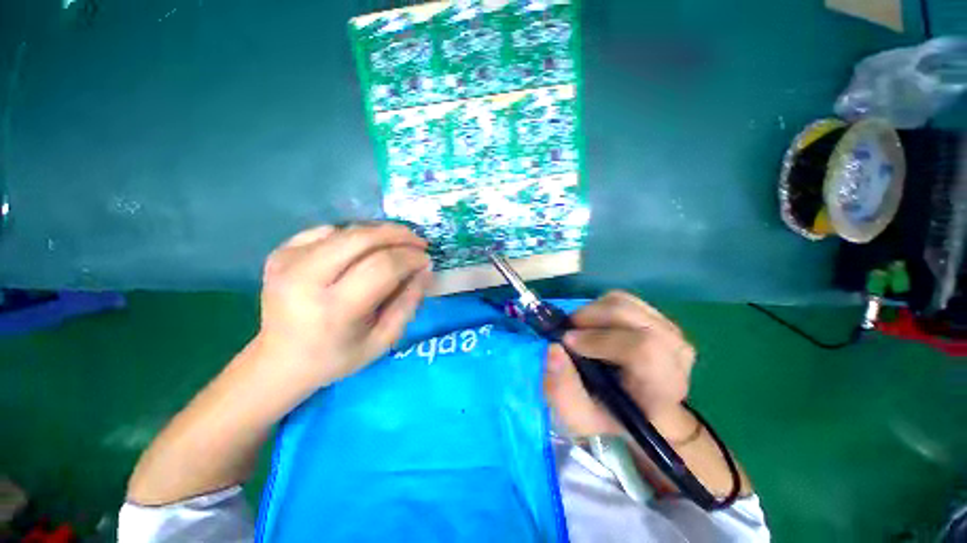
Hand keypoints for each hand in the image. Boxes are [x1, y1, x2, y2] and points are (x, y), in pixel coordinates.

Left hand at [254, 223, 432, 389]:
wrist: (279, 360)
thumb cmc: (337, 356)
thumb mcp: (383, 340)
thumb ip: (408, 303)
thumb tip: (424, 270)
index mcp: (334, 310)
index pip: (382, 267)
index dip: (410, 258)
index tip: (426, 259)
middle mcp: (305, 279)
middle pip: (362, 239)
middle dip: (398, 235)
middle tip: (418, 241)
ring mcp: (288, 261)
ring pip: (347, 230)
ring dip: (381, 232)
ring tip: (399, 241)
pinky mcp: (281, 252)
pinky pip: (328, 231)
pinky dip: (355, 235)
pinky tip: (365, 248)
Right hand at [543, 291, 695, 438]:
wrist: (639, 408)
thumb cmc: (610, 415)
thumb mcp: (579, 416)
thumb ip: (561, 390)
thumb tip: (554, 348)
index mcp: (662, 387)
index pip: (642, 349)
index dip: (600, 340)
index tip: (568, 342)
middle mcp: (675, 354)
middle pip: (630, 316)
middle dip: (589, 318)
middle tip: (568, 332)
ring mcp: (670, 331)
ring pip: (624, 303)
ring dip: (592, 312)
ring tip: (579, 329)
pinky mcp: (659, 318)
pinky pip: (624, 299)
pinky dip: (600, 306)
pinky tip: (594, 324)